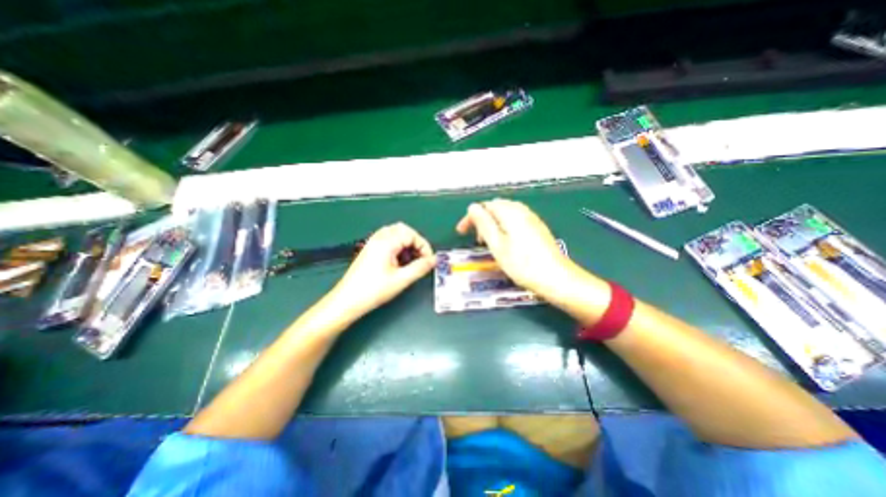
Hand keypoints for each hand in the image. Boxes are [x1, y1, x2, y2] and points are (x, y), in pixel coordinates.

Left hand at [327, 223, 435, 319]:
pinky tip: (399, 262)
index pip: (412, 234)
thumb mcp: (401, 280)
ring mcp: (373, 243)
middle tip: (421, 258)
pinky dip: (397, 246)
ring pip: (395, 234)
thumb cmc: (374, 290)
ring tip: (411, 260)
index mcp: (386, 242)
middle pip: (403, 230)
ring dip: (406, 244)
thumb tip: (434, 260)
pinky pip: (387, 240)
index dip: (424, 246)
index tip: (428, 261)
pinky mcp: (370, 250)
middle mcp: (379, 238)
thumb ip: (420, 268)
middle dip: (415, 242)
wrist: (347, 300)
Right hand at [456, 198, 575, 299]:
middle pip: (496, 208)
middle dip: (483, 220)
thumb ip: (484, 224)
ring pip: (506, 214)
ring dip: (493, 224)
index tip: (462, 232)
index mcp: (511, 213)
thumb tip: (472, 207)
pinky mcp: (538, 228)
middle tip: (476, 238)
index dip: (471, 217)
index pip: (485, 206)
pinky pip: (516, 221)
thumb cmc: (522, 264)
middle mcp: (522, 211)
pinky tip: (505, 243)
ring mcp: (532, 219)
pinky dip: (505, 228)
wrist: (556, 278)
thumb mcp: (497, 245)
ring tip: (489, 242)